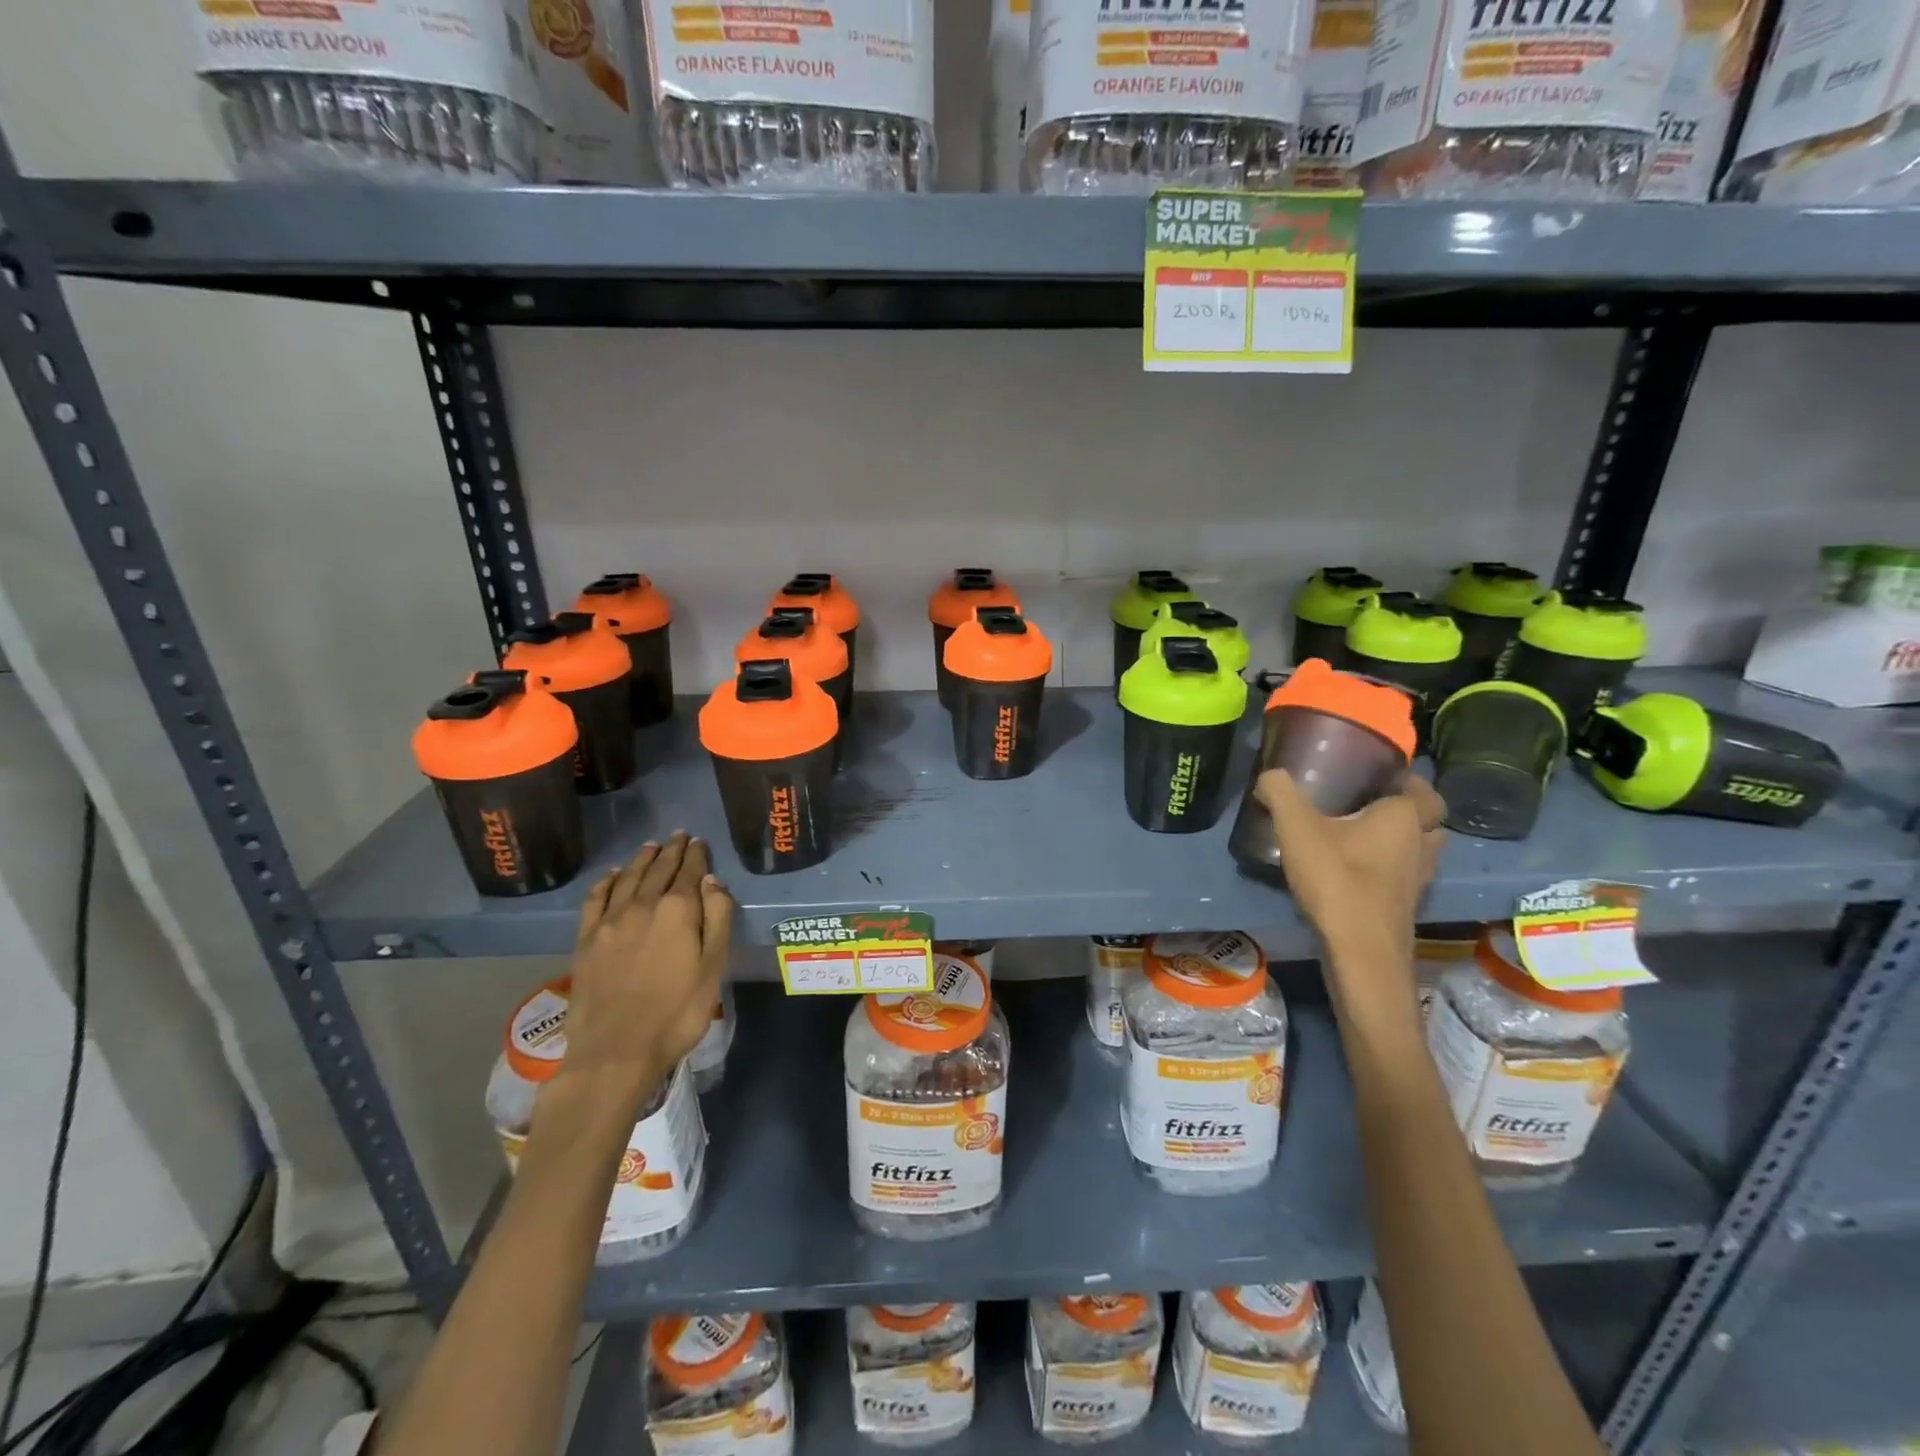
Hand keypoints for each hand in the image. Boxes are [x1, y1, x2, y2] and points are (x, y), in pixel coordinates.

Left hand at [549, 832, 733, 1118]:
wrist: (616, 1050)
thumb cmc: (677, 1012)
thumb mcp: (713, 967)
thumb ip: (717, 918)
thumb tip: (712, 881)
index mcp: (678, 910)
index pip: (690, 872)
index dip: (696, 855)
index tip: (699, 842)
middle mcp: (642, 905)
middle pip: (658, 869)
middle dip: (671, 851)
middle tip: (679, 835)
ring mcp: (610, 921)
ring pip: (627, 878)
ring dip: (641, 859)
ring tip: (651, 846)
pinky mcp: (586, 939)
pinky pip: (596, 898)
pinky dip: (606, 881)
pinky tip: (612, 875)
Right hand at [1256, 769, 1445, 964]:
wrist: (1360, 952)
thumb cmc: (1337, 879)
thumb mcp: (1296, 828)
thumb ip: (1280, 793)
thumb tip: (1269, 775)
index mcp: (1404, 817)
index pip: (1422, 789)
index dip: (1406, 780)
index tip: (1377, 776)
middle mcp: (1421, 845)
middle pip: (1426, 821)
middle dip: (1405, 812)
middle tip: (1368, 805)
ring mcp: (1418, 881)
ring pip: (1418, 851)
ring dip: (1399, 843)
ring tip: (1361, 838)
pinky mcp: (1405, 908)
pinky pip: (1402, 877)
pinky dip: (1387, 871)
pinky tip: (1354, 873)